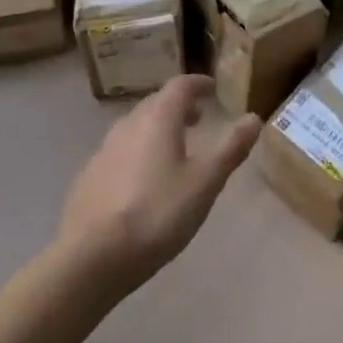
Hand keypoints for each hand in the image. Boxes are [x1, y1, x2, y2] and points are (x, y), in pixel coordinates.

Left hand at [54, 75, 260, 296]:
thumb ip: (230, 148)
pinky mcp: (88, 178)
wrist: (90, 258)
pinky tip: (142, 181)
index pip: (180, 85)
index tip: (212, 89)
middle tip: (198, 118)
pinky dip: (137, 152)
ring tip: (173, 149)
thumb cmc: (156, 214)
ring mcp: (104, 150)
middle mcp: (129, 124)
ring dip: (157, 129)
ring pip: (136, 127)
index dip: (198, 84)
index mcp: (158, 118)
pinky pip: (119, 152)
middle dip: (179, 106)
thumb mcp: (204, 182)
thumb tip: (254, 117)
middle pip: (156, 103)